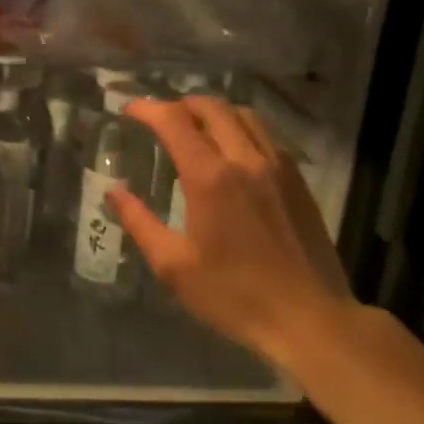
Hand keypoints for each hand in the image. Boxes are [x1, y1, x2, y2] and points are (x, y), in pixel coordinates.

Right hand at [109, 96, 356, 371]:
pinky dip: (241, 128)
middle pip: (212, 107)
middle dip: (180, 104)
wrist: (309, 318)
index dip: (148, 109)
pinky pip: (266, 136)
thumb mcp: (174, 266)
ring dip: (214, 112)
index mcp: (211, 178)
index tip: (129, 109)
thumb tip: (114, 192)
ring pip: (244, 116)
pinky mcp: (298, 181)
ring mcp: (278, 167)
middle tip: (160, 118)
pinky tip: (233, 152)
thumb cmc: (234, 296)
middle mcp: (246, 159)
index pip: (175, 122)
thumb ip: (140, 223)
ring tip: (195, 128)